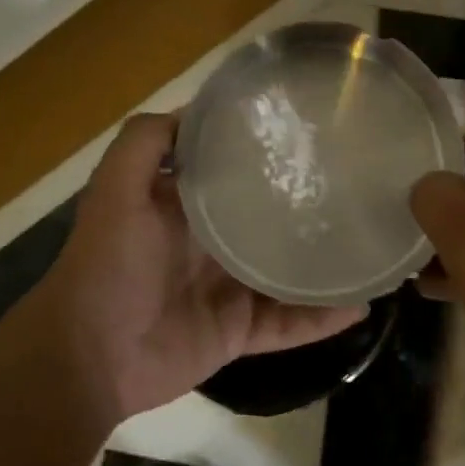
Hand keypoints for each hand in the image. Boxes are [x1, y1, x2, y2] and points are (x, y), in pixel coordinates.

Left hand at [38, 113, 367, 423]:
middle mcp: (211, 242)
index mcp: (186, 205)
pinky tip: (360, 306)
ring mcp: (229, 289)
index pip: (234, 170)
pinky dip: (321, 319)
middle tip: (363, 186)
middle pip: (269, 219)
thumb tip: (198, 108)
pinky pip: (288, 323)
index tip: (312, 132)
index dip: (266, 151)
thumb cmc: (106, 265)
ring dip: (325, 263)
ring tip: (374, 245)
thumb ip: (144, 143)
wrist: (89, 357)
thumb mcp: (115, 190)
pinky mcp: (239, 331)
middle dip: (308, 204)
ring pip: (288, 272)